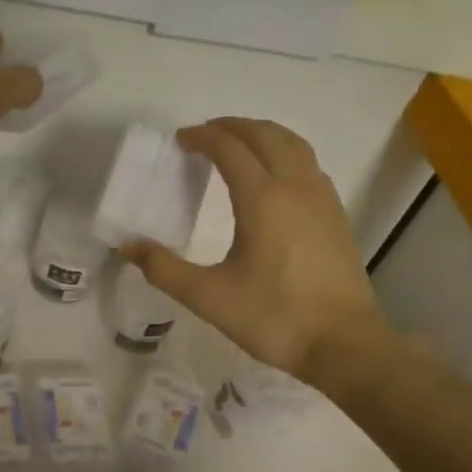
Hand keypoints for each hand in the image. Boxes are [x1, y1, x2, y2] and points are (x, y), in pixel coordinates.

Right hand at [121, 118, 387, 381]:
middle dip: (232, 127)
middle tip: (204, 136)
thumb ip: (165, 269)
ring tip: (238, 146)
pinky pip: (309, 165)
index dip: (202, 137)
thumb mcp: (209, 298)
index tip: (180, 141)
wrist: (343, 343)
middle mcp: (296, 186)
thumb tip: (127, 246)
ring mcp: (322, 198)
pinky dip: (285, 154)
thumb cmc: (274, 318)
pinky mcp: (336, 215)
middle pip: (264, 135)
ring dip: (262, 135)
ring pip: (293, 144)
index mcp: (262, 198)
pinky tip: (276, 179)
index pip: (229, 148)